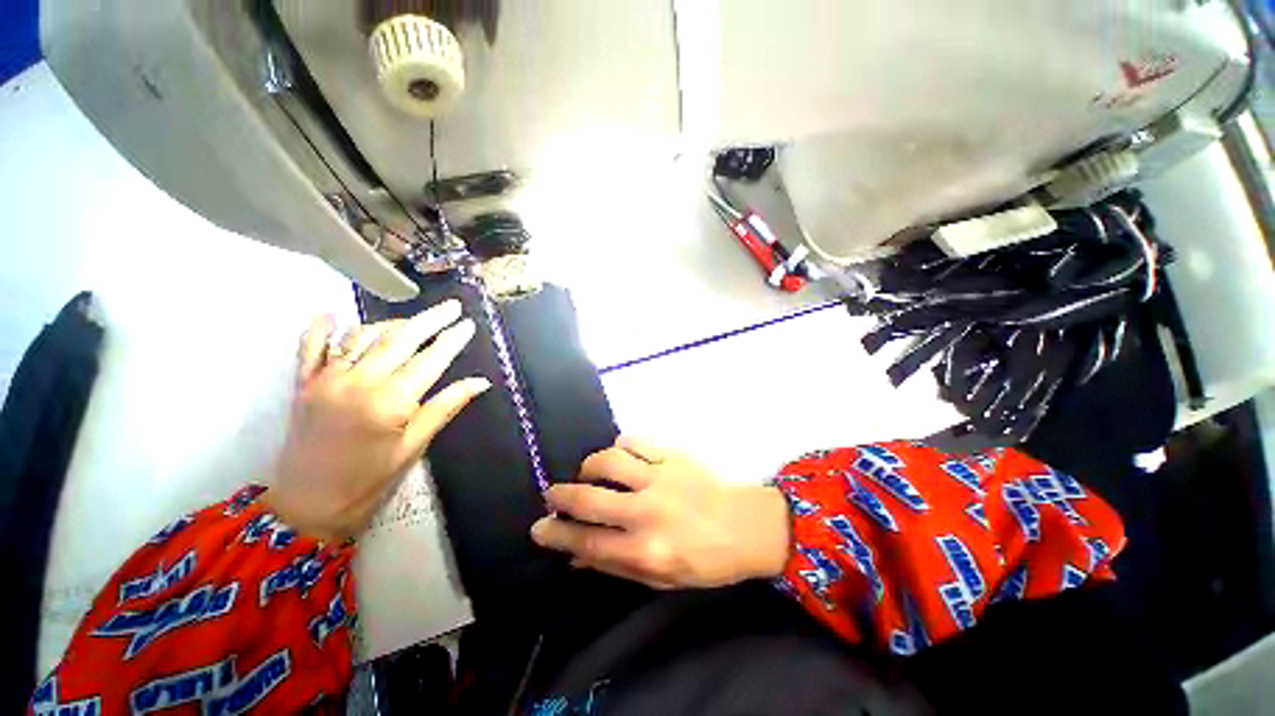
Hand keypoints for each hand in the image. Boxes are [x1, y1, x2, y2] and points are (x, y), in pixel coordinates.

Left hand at [264, 302, 489, 542]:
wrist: (308, 504)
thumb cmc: (370, 479)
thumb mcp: (414, 446)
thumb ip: (445, 407)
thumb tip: (481, 382)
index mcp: (390, 402)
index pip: (430, 360)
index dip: (451, 340)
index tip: (467, 324)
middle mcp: (358, 382)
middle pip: (400, 339)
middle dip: (430, 320)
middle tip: (451, 307)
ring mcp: (326, 379)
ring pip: (363, 336)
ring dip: (391, 324)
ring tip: (413, 321)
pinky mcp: (304, 383)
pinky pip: (311, 347)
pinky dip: (322, 329)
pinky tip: (332, 315)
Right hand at [531, 437, 790, 588]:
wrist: (746, 526)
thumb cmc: (705, 561)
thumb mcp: (660, 578)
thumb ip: (616, 566)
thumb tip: (576, 555)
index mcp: (645, 550)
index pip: (587, 541)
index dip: (557, 534)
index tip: (539, 527)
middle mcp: (647, 511)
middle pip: (589, 498)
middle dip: (561, 495)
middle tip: (552, 495)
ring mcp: (659, 478)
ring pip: (608, 460)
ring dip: (589, 466)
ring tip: (588, 473)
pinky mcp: (672, 455)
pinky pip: (634, 441)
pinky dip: (620, 446)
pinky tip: (620, 455)